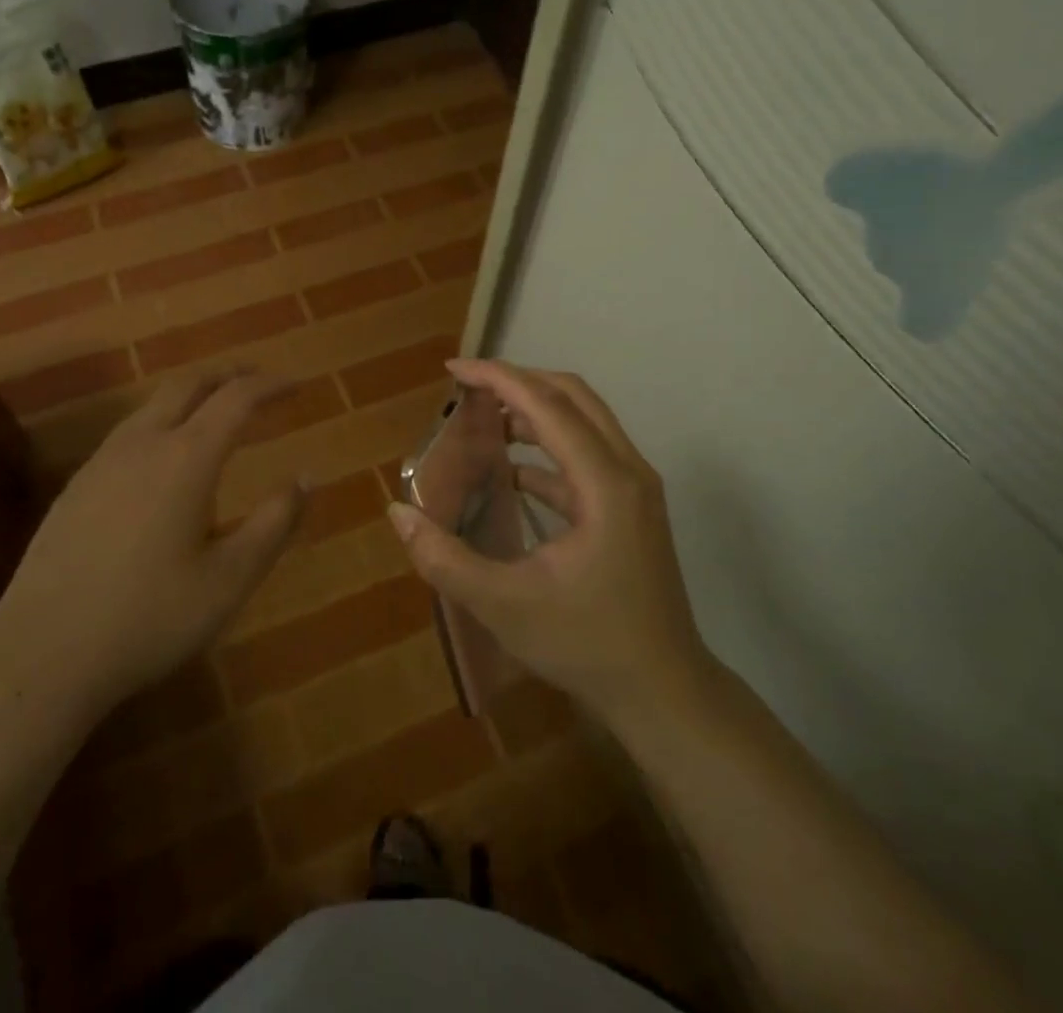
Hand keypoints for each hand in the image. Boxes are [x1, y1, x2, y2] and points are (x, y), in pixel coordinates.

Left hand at [0, 369, 305, 720]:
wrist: (42, 654)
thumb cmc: (149, 618)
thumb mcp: (230, 579)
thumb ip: (274, 523)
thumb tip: (306, 478)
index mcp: (186, 458)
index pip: (236, 398)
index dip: (270, 385)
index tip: (297, 384)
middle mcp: (143, 444)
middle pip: (188, 383)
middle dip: (227, 373)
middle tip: (257, 380)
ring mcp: (102, 462)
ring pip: (152, 404)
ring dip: (191, 394)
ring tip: (215, 410)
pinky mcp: (76, 486)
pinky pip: (128, 431)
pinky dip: (161, 421)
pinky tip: (163, 457)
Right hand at [387, 359, 712, 731]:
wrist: (664, 693)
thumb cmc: (587, 645)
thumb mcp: (504, 605)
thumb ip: (444, 558)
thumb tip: (398, 512)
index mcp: (604, 483)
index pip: (547, 404)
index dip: (498, 378)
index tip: (453, 369)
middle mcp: (627, 471)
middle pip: (572, 396)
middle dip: (518, 382)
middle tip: (469, 388)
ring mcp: (634, 488)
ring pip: (584, 421)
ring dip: (535, 410)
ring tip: (485, 420)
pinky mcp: (630, 508)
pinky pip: (586, 455)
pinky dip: (547, 448)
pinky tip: (511, 471)